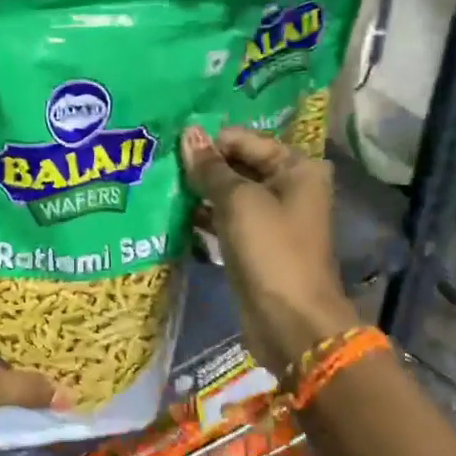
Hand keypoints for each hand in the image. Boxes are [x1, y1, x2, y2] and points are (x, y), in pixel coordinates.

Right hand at [180, 125, 358, 379]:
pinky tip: (173, 214)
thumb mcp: (237, 201)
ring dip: (198, 192)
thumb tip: (188, 133)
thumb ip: (210, 167)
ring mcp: (272, 217)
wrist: (291, 322)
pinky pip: (226, 219)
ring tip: (160, 188)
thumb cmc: (270, 251)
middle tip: (159, 166)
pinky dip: (204, 216)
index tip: (168, 149)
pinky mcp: (256, 243)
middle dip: (202, 166)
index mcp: (296, 167)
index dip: (208, 142)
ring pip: (228, 193)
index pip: (243, 139)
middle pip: (237, 164)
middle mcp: (288, 186)